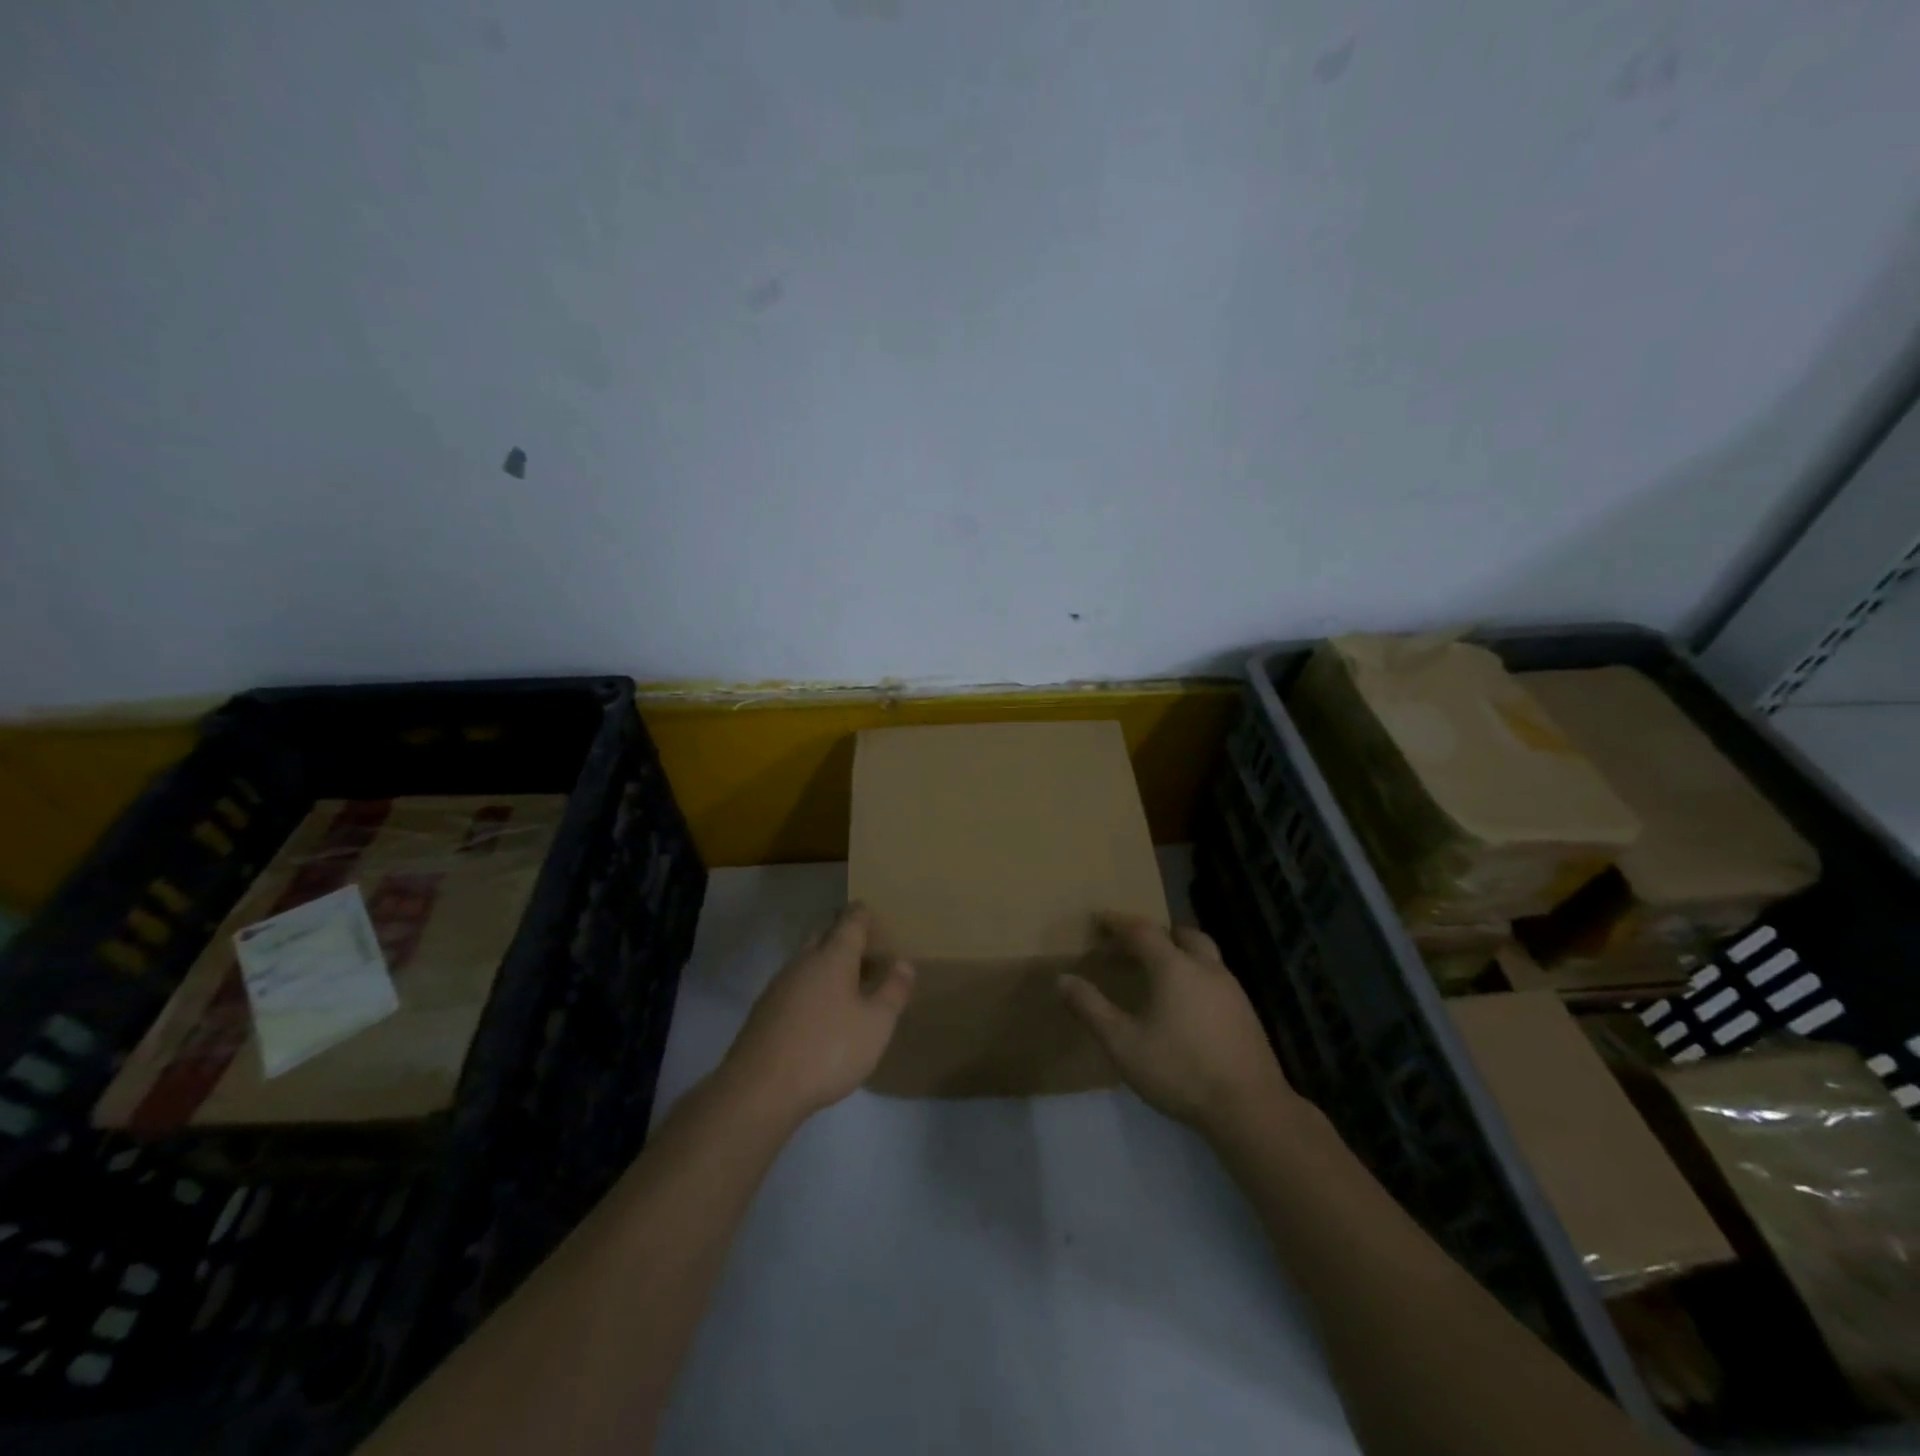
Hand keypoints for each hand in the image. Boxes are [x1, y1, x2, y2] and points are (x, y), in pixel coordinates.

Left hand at [721, 904, 914, 1122]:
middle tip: (866, 947)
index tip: (869, 909)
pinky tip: (821, 1010)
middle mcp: (804, 962)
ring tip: (849, 980)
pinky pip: (796, 985)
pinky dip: (813, 987)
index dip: (862, 914)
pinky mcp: (765, 1011)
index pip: (850, 922)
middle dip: (844, 936)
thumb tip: (904, 962)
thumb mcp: (876, 1024)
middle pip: (825, 937)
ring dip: (828, 964)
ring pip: (808, 962)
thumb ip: (893, 991)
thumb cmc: (828, 1049)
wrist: (760, 1089)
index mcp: (833, 956)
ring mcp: (780, 986)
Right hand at [1059, 914, 1303, 1141]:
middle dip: (1156, 933)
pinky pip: (1216, 979)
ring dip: (1179, 954)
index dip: (1118, 922)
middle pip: (1181, 934)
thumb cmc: (1180, 1070)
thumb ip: (1091, 1009)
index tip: (1100, 919)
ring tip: (1158, 975)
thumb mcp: (1123, 1043)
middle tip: (1134, 947)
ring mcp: (1232, 990)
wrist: (1250, 1109)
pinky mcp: (1247, 1014)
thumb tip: (1062, 979)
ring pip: (1204, 955)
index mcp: (1174, 967)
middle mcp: (1206, 968)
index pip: (1142, 931)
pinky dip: (1196, 977)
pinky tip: (1187, 1006)